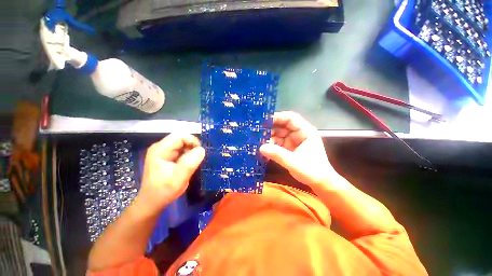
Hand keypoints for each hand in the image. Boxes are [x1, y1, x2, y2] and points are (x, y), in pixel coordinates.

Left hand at [136, 133, 204, 215]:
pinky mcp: (167, 157)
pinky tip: (189, 164)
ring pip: (183, 144)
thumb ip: (190, 163)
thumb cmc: (163, 191)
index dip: (192, 141)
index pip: (180, 136)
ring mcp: (164, 152)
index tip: (201, 152)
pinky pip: (182, 150)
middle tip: (198, 159)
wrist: (152, 202)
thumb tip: (202, 149)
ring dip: (191, 151)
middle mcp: (161, 147)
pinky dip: (188, 155)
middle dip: (192, 147)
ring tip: (194, 163)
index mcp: (160, 150)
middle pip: (181, 139)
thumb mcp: (178, 179)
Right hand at [260, 112, 337, 187]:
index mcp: (305, 131)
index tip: (263, 121)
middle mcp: (298, 133)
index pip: (290, 118)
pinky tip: (262, 148)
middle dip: (269, 128)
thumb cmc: (313, 172)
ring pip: (277, 134)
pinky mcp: (288, 148)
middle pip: (282, 125)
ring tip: (256, 141)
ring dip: (268, 137)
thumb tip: (261, 147)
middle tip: (256, 132)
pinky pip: (276, 143)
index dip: (277, 117)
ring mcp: (292, 141)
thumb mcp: (295, 163)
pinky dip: (269, 145)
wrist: (320, 184)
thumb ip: (278, 155)